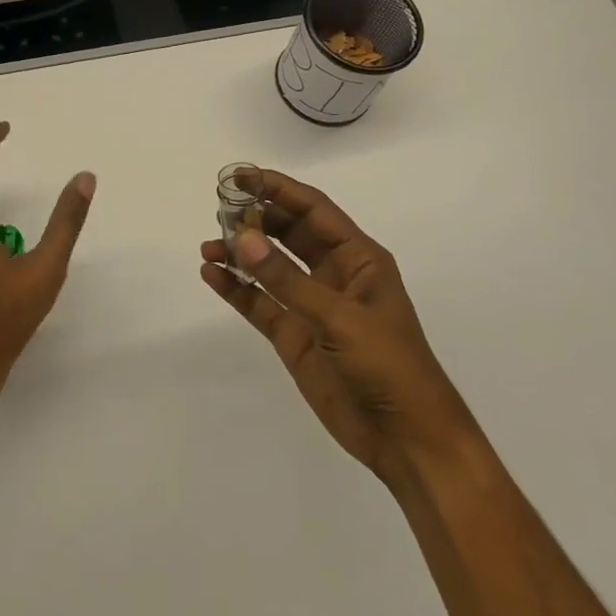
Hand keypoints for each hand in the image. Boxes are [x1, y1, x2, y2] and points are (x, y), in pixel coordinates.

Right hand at [199, 169, 474, 485]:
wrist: (406, 439)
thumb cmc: (389, 365)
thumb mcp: (339, 318)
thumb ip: (287, 279)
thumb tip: (242, 237)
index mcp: (358, 258)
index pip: (313, 210)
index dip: (278, 189)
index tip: (241, 176)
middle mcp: (333, 274)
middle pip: (288, 233)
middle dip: (256, 218)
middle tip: (219, 208)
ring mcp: (311, 305)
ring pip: (269, 267)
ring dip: (241, 253)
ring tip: (209, 245)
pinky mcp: (294, 336)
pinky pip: (259, 303)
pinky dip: (236, 288)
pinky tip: (212, 275)